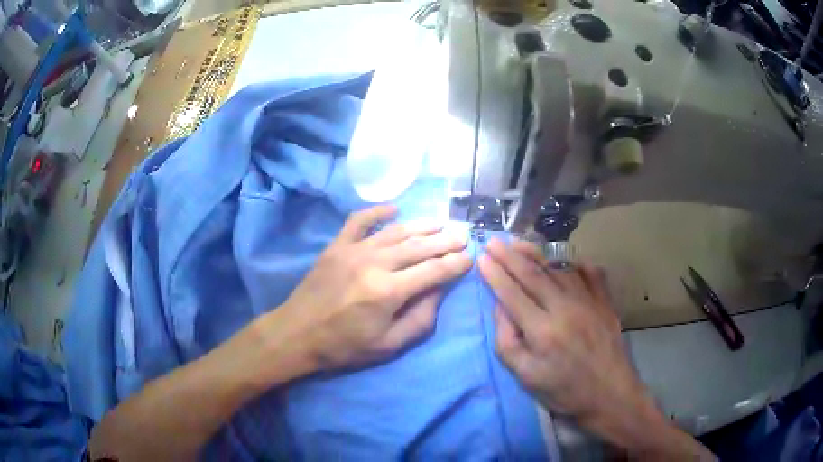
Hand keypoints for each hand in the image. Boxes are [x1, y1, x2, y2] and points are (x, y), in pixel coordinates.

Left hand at [274, 205, 471, 371]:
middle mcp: (374, 263)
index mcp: (389, 291)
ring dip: (421, 226)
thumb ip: (420, 319)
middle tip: (462, 236)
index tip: (470, 258)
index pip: (434, 270)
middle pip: (419, 247)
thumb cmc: (344, 347)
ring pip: (396, 231)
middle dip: (445, 241)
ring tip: (440, 224)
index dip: (455, 263)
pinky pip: (359, 221)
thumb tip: (440, 290)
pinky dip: (377, 212)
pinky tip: (394, 209)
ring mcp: (353, 250)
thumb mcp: (388, 345)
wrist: (297, 334)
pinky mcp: (336, 246)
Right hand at [479, 238, 712, 458]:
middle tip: (493, 241)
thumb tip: (500, 306)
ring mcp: (589, 300)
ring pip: (559, 268)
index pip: (512, 293)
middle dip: (509, 255)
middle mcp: (565, 308)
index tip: (482, 257)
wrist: (611, 394)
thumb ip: (507, 340)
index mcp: (542, 330)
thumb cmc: (565, 391)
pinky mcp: (605, 301)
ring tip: (519, 243)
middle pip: (533, 274)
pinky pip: (589, 272)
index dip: (495, 274)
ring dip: (536, 253)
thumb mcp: (526, 376)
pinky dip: (574, 262)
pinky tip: (563, 258)